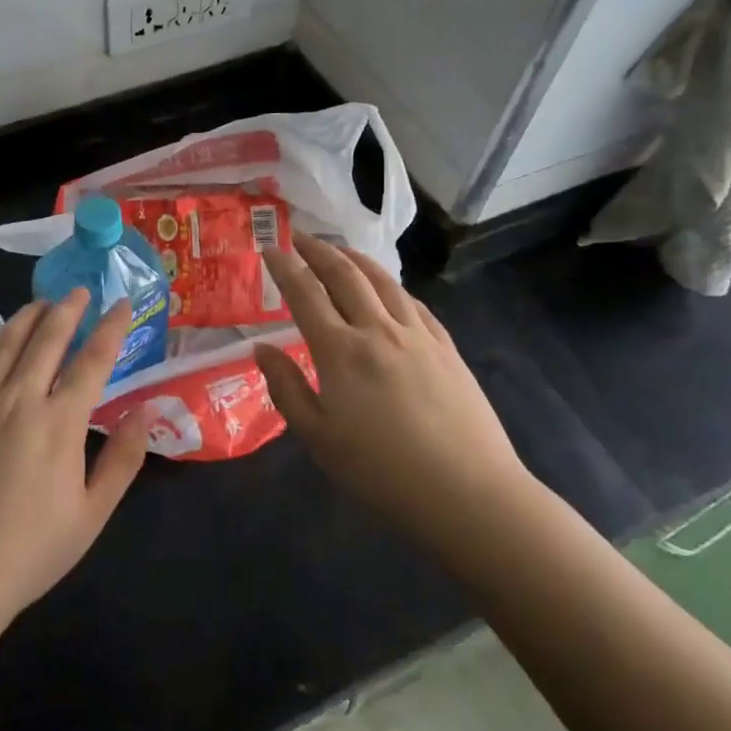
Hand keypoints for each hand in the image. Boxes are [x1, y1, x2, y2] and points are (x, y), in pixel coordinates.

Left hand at [0, 292, 149, 635]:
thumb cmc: (26, 554)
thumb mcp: (90, 517)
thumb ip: (122, 460)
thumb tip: (144, 411)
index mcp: (59, 422)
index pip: (93, 359)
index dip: (111, 327)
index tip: (122, 304)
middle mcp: (18, 398)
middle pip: (48, 337)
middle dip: (68, 308)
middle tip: (79, 292)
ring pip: (5, 341)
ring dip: (28, 316)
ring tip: (41, 304)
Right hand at [255, 235, 534, 557]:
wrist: (468, 493)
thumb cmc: (382, 472)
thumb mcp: (319, 439)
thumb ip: (287, 389)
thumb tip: (261, 348)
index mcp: (341, 351)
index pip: (305, 294)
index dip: (285, 268)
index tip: (270, 249)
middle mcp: (378, 330)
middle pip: (345, 275)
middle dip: (319, 250)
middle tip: (301, 236)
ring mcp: (417, 335)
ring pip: (383, 281)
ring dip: (356, 258)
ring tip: (340, 250)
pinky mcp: (446, 348)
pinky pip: (413, 303)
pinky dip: (391, 286)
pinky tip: (388, 289)